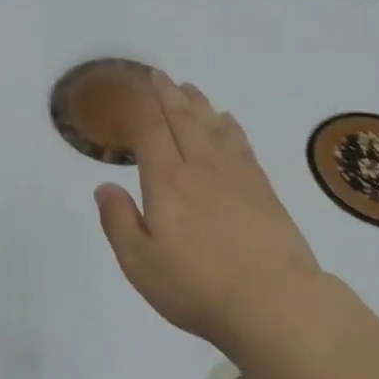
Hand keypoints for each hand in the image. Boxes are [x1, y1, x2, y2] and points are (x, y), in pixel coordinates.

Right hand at [95, 71, 323, 353]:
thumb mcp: (140, 263)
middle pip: (183, 119)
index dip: (142, 107)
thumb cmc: (197, 287)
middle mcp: (200, 167)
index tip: (135, 88)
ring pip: (213, 126)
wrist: (274, 302)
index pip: (151, 131)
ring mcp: (236, 175)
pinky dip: (230, 126)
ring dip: (199, 104)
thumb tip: (105, 186)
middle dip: (168, 95)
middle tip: (159, 76)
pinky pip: (241, 143)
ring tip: (189, 89)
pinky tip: (227, 122)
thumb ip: (118, 221)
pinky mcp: (263, 188)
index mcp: (166, 182)